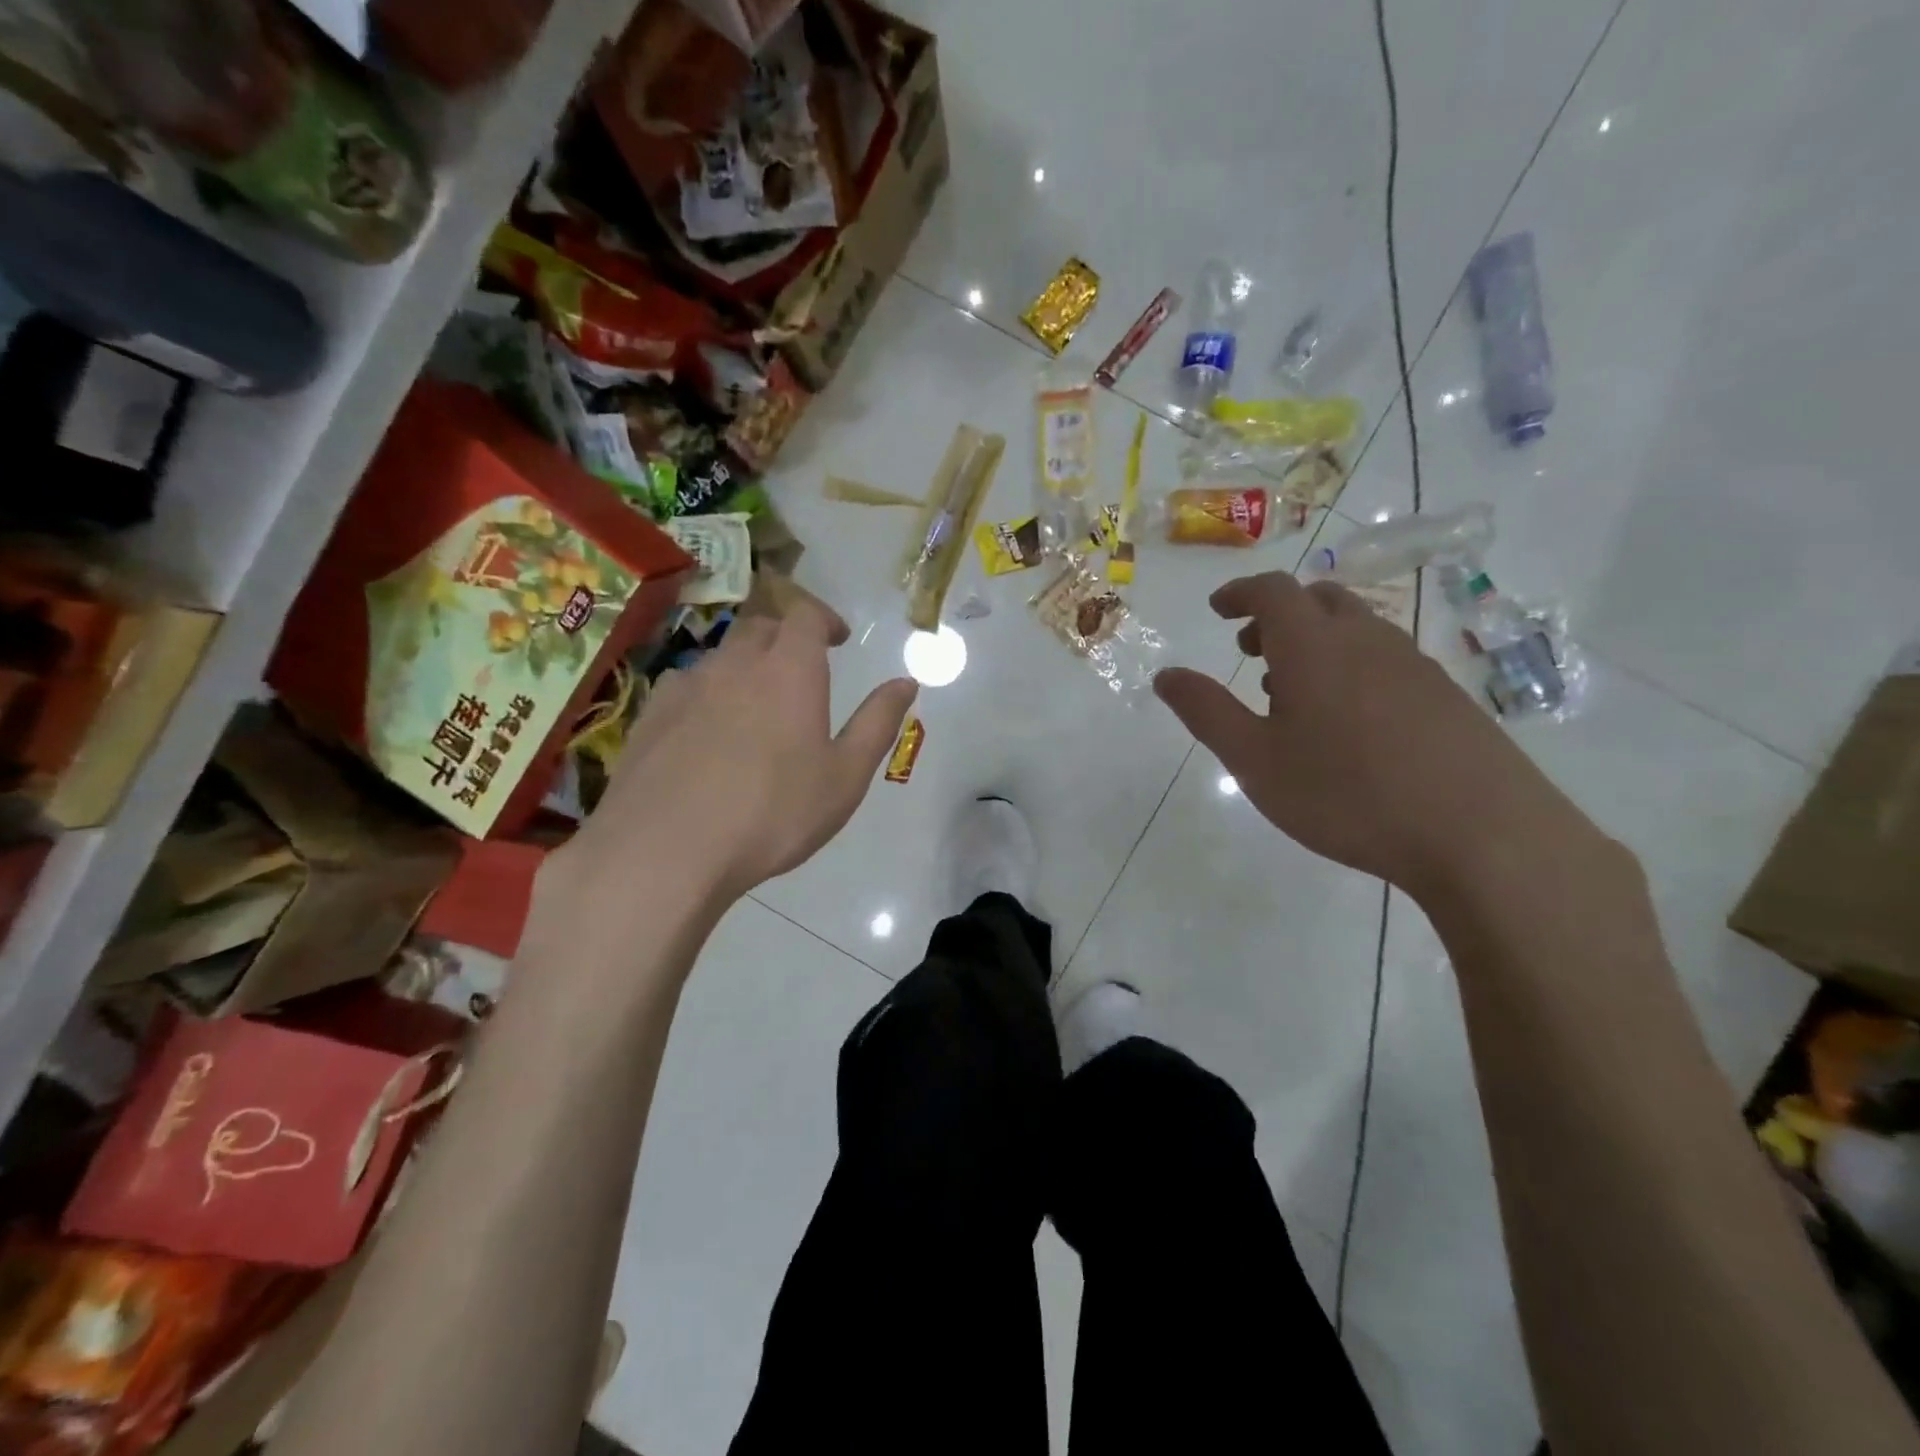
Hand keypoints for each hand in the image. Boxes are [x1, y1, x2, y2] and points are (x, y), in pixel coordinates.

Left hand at [563, 596, 916, 905]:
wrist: (665, 851)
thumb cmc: (772, 814)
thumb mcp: (845, 777)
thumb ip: (877, 723)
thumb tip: (906, 683)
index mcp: (789, 671)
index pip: (805, 615)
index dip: (823, 618)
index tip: (837, 638)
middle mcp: (735, 664)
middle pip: (761, 627)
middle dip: (785, 638)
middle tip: (802, 670)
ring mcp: (686, 687)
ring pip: (721, 658)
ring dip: (745, 668)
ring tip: (756, 708)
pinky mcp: (649, 715)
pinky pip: (686, 688)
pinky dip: (707, 696)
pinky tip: (708, 735)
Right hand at [1153, 571, 1579, 897]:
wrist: (1480, 834)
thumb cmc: (1347, 794)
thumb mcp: (1255, 759)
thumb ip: (1206, 711)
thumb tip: (1165, 675)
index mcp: (1314, 645)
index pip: (1272, 590)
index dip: (1240, 593)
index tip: (1218, 610)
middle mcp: (1365, 639)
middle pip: (1318, 599)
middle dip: (1277, 615)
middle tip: (1250, 650)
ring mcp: (1413, 664)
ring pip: (1355, 628)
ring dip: (1314, 640)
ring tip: (1291, 691)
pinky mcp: (1445, 694)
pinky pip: (1384, 657)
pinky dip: (1350, 665)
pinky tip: (1347, 722)